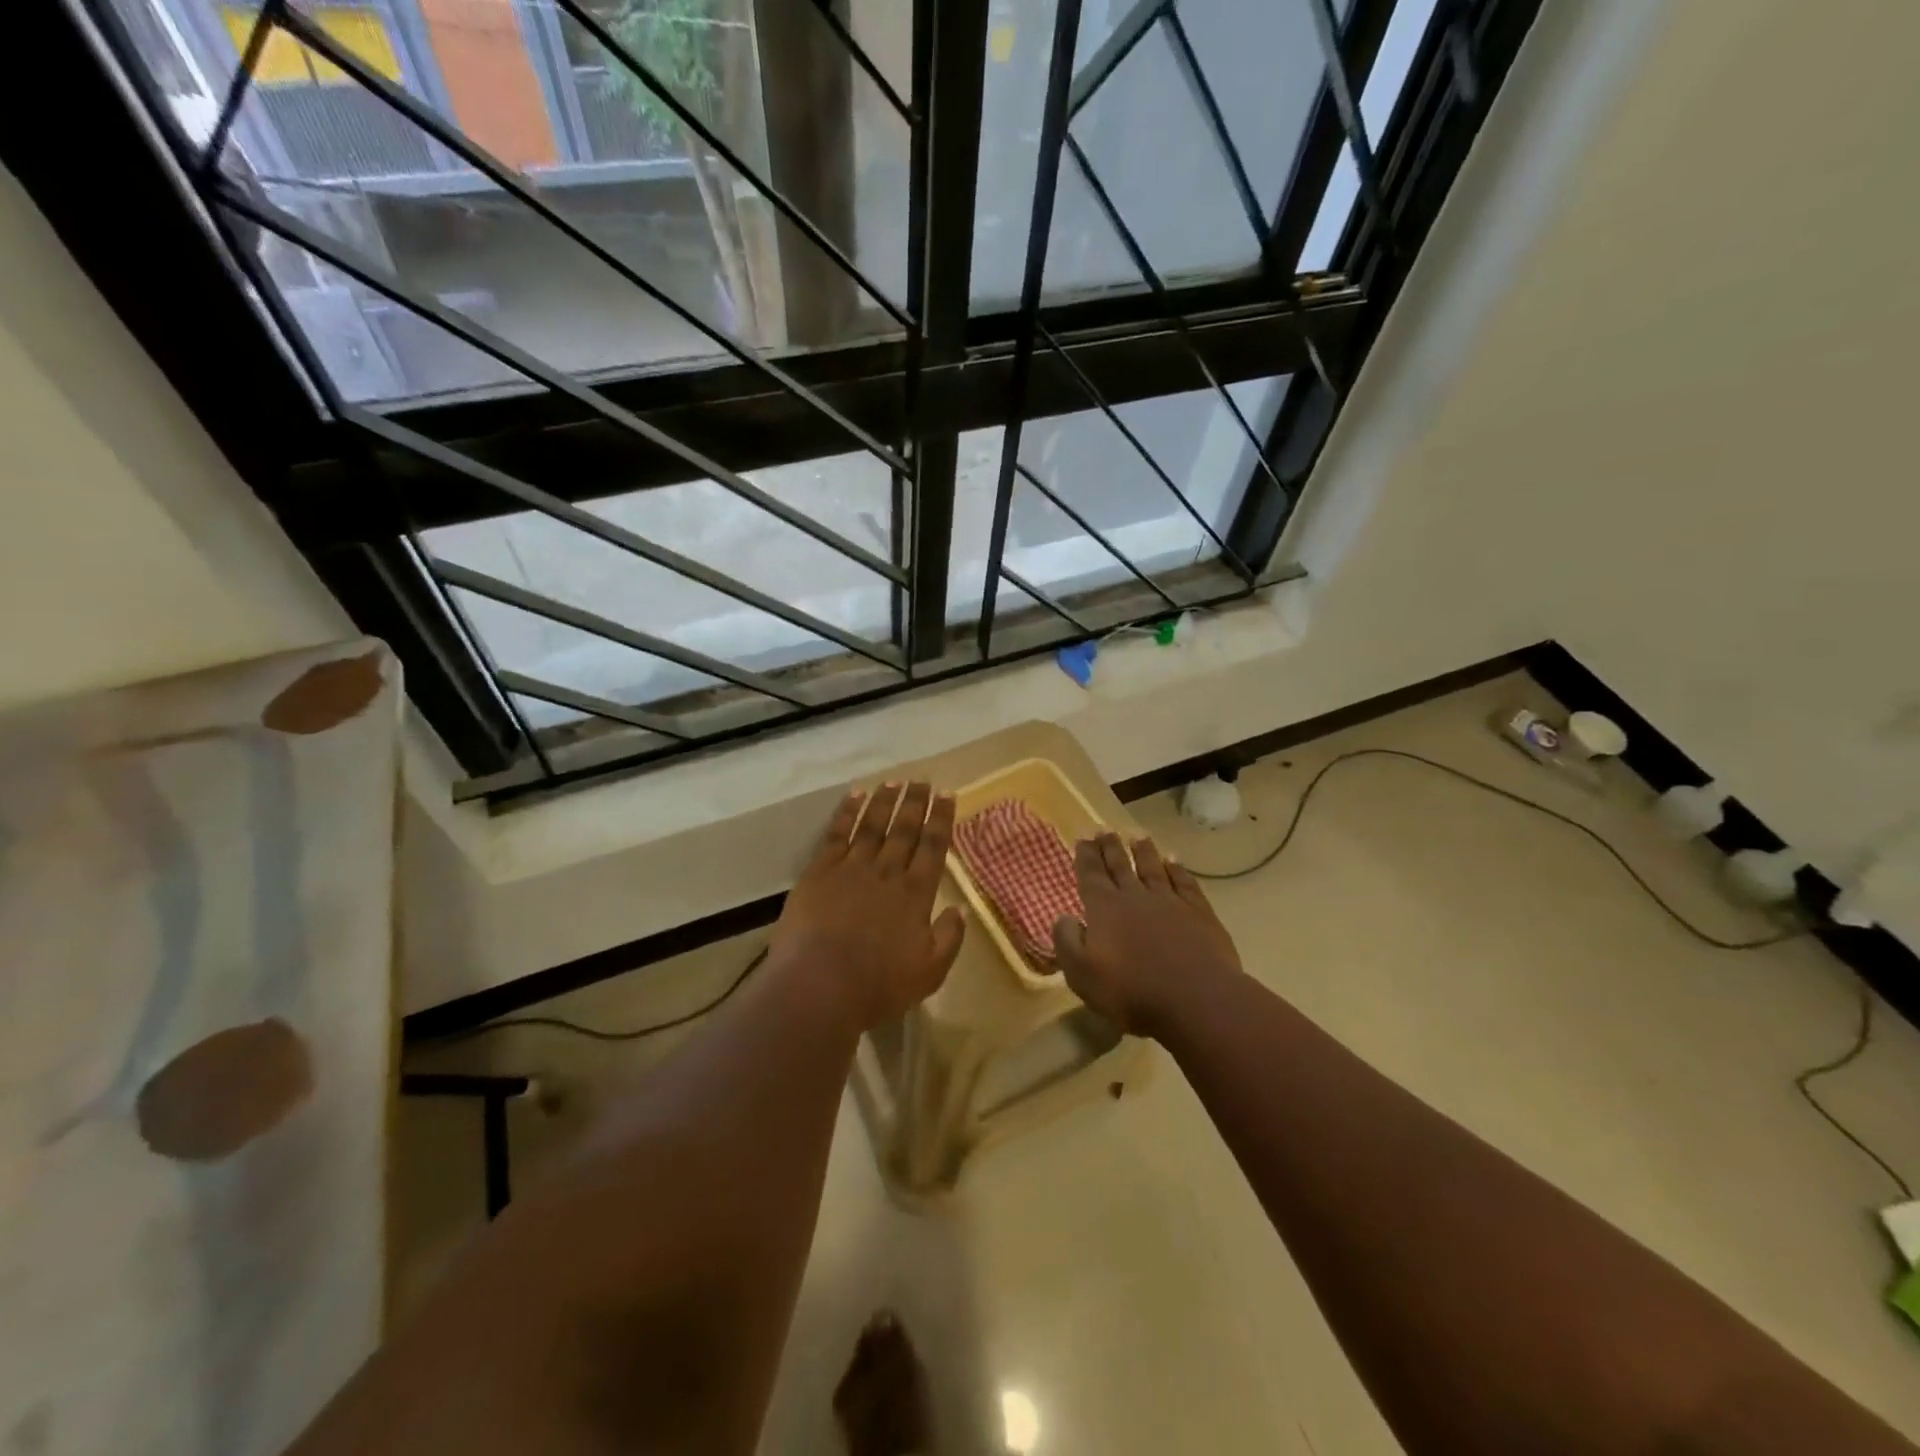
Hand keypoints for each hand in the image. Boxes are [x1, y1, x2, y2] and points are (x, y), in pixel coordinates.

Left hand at [771, 782, 964, 1031]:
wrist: (819, 986)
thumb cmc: (878, 986)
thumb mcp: (929, 972)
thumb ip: (948, 938)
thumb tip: (961, 909)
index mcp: (916, 894)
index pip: (934, 847)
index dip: (942, 819)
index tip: (948, 796)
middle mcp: (887, 872)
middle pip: (905, 829)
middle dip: (915, 803)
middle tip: (923, 781)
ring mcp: (851, 868)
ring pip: (872, 825)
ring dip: (885, 801)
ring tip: (894, 781)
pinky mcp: (820, 872)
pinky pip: (837, 834)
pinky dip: (847, 812)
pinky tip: (855, 796)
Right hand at [1053, 831, 1243, 1037]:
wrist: (1196, 999)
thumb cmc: (1131, 991)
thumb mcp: (1082, 974)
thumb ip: (1067, 942)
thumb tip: (1063, 917)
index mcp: (1104, 908)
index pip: (1091, 874)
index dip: (1085, 856)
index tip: (1083, 838)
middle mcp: (1135, 896)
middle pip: (1120, 865)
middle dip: (1110, 847)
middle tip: (1104, 829)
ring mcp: (1170, 901)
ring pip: (1153, 868)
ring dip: (1144, 851)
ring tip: (1137, 836)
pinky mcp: (1199, 912)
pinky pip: (1184, 882)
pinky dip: (1178, 869)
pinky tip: (1174, 862)